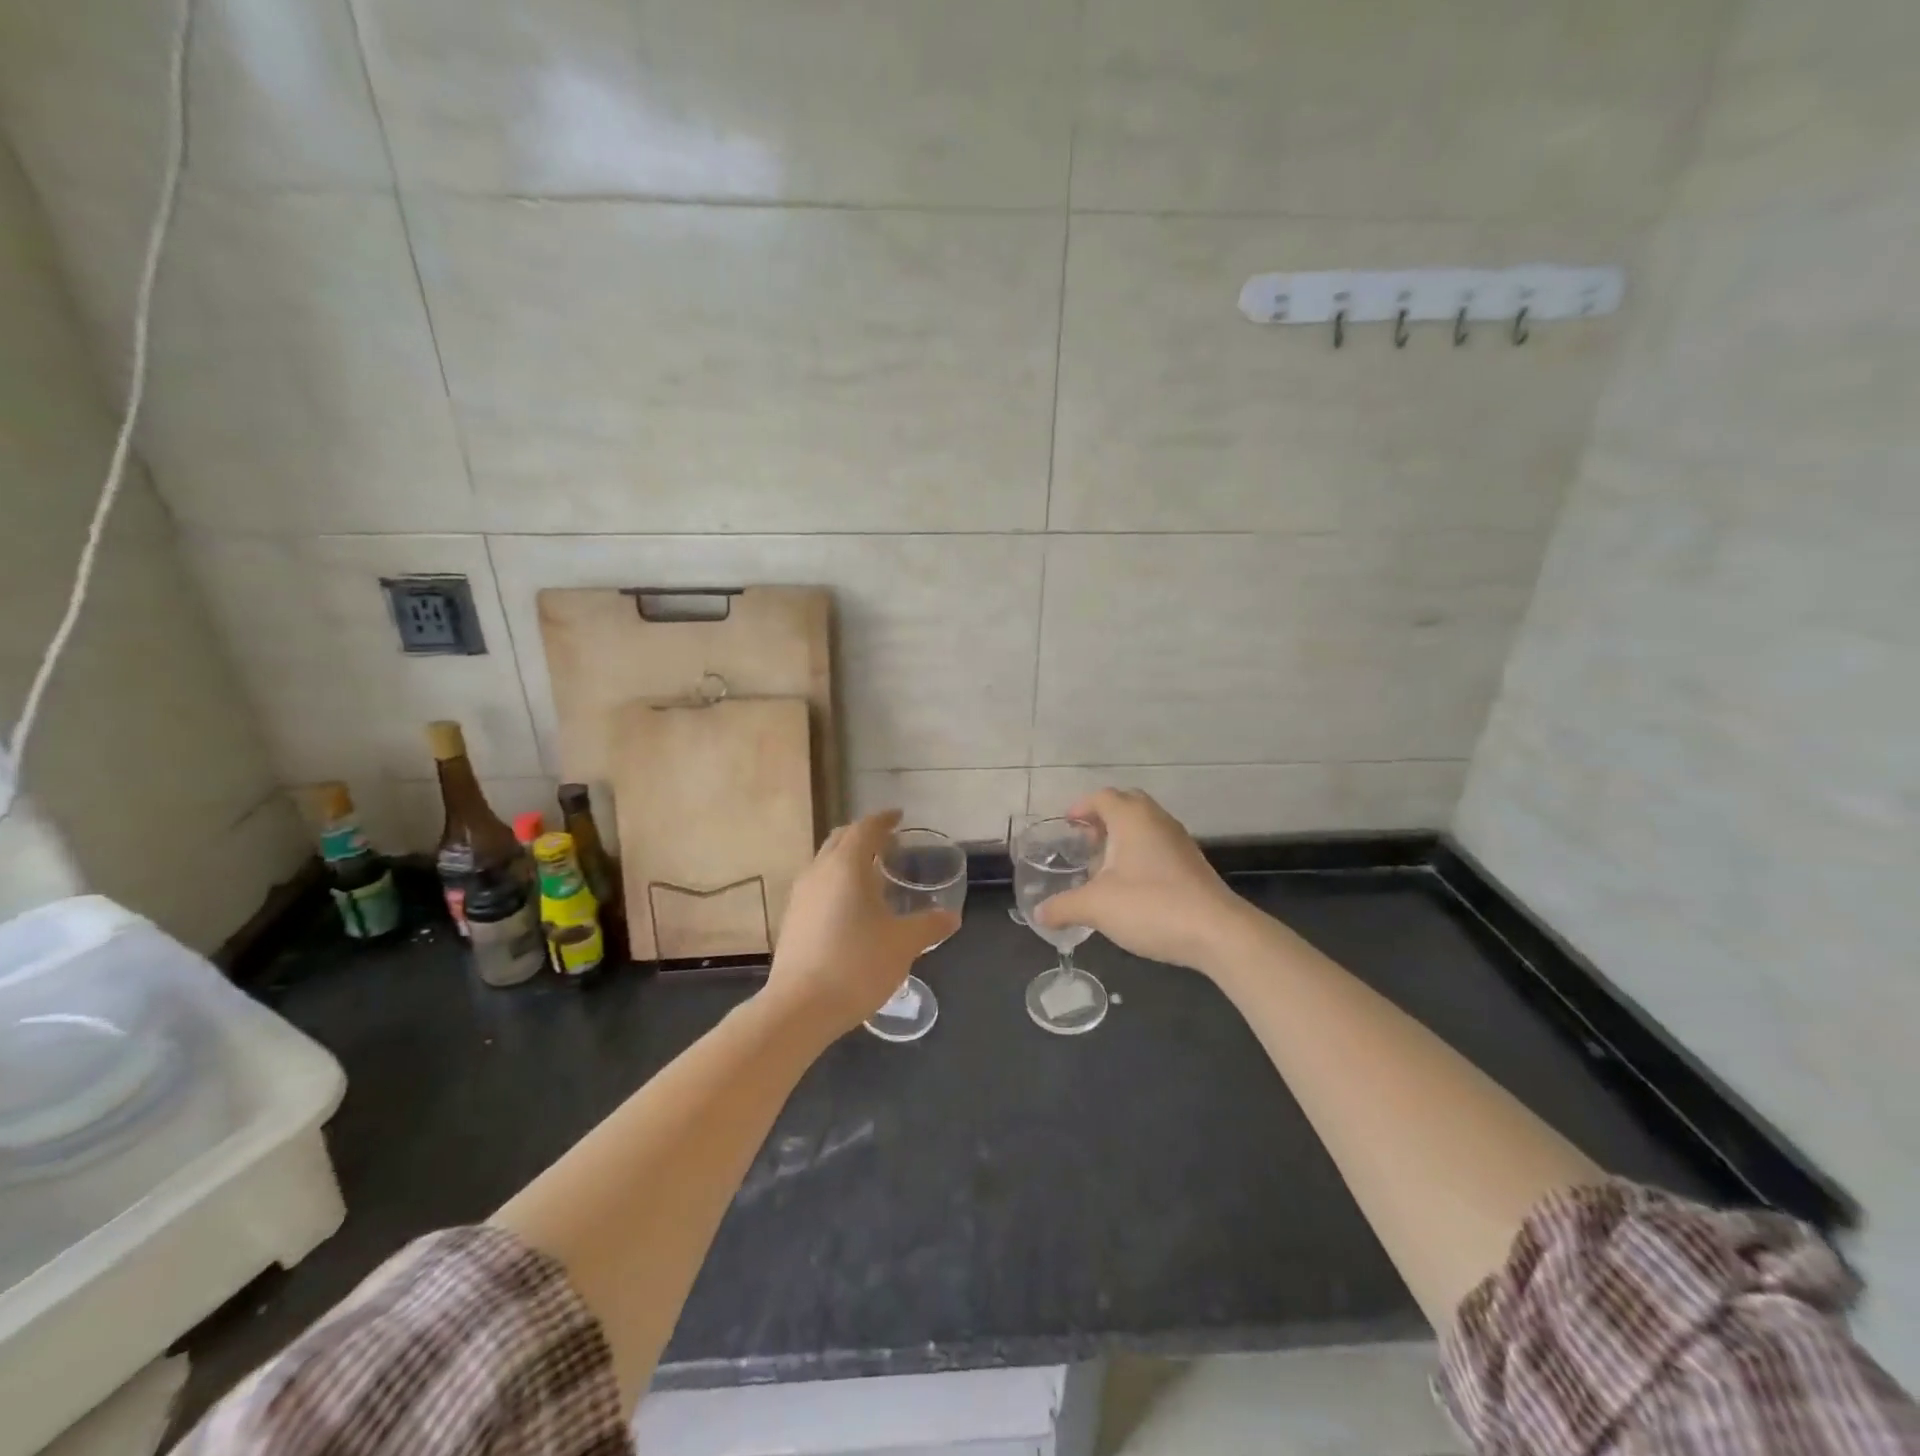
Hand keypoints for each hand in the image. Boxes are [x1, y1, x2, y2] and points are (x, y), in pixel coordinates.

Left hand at [765, 810, 959, 1035]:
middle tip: (888, 842)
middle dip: (864, 834)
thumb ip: (929, 925)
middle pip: (841, 838)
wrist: (800, 1007)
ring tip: (871, 872)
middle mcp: (819, 870)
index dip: (883, 819)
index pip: (865, 828)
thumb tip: (951, 917)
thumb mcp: (903, 944)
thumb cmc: (857, 965)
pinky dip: (835, 880)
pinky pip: (817, 884)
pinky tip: (849, 905)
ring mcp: (800, 894)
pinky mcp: (791, 918)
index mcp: (847, 865)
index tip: (899, 817)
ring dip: (847, 858)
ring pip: (825, 861)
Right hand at [1033, 789, 1251, 973]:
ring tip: (1102, 866)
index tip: (1066, 824)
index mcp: (1132, 818)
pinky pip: (1158, 845)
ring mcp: (1179, 841)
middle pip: (1126, 804)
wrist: (1217, 932)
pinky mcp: (1191, 864)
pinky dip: (1139, 853)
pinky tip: (1129, 885)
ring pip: (1144, 825)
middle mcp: (1157, 820)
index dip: (1080, 807)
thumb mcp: (1097, 907)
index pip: (1102, 797)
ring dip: (1122, 837)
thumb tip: (1038, 914)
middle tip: (1084, 841)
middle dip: (1102, 818)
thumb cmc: (1151, 906)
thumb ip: (1064, 907)